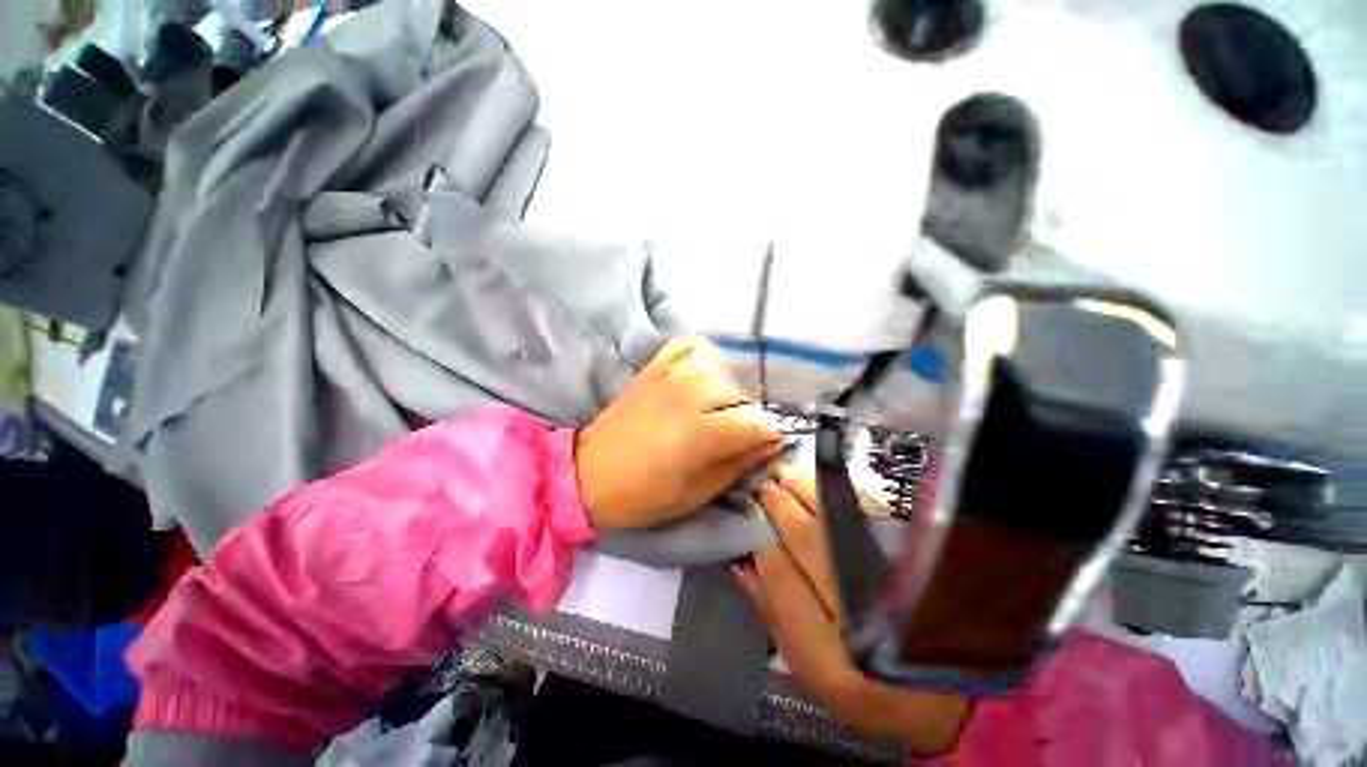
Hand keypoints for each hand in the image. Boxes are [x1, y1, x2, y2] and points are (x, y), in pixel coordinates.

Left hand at [575, 337, 783, 531]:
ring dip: (725, 391)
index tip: (763, 446)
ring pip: (719, 371)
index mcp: (703, 431)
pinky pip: (688, 348)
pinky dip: (700, 358)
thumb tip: (770, 444)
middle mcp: (692, 395)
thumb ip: (738, 465)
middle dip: (746, 416)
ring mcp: (670, 376)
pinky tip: (699, 377)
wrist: (590, 474)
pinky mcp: (653, 368)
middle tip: (734, 435)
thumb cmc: (645, 494)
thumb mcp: (698, 493)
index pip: (758, 422)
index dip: (766, 436)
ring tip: (714, 410)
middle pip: (741, 394)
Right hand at [734, 469, 970, 754]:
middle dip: (778, 508)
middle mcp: (868, 621)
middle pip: (811, 544)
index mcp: (835, 663)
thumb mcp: (808, 668)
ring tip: (783, 474)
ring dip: (806, 493)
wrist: (939, 689)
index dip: (760, 543)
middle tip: (759, 484)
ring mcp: (899, 588)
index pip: (784, 581)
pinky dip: (840, 498)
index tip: (744, 515)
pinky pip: (870, 521)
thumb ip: (772, 614)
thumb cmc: (859, 685)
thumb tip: (741, 561)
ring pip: (840, 526)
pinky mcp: (917, 566)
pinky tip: (820, 485)